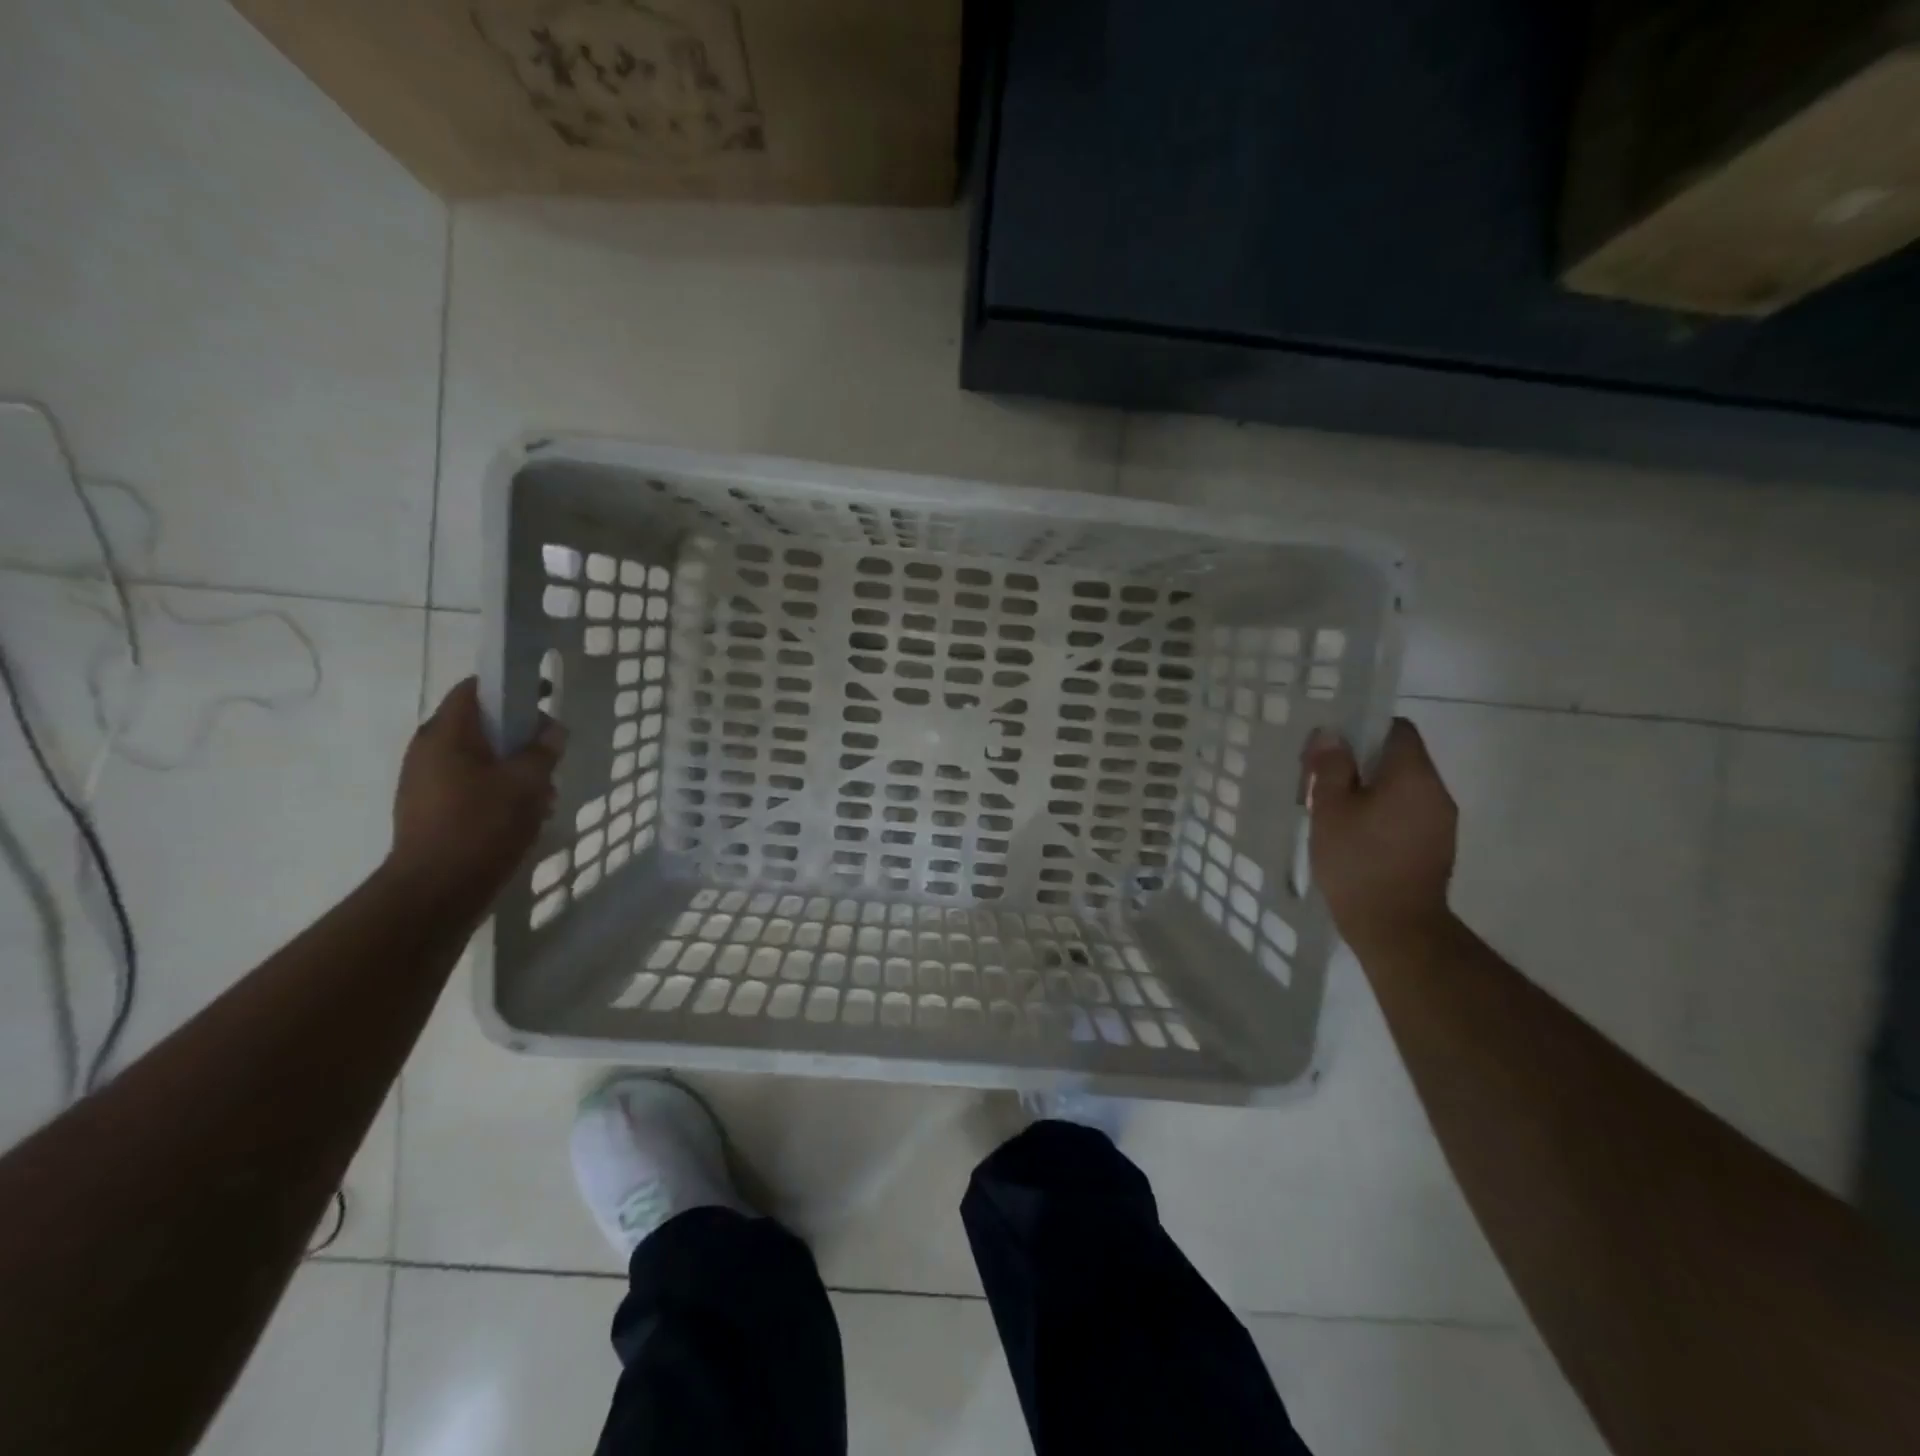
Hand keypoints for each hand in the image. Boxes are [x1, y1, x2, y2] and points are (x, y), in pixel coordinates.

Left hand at [389, 678, 565, 902]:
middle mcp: (428, 751)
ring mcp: (425, 783)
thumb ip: (542, 751)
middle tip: (550, 755)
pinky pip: (470, 786)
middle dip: (519, 736)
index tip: (543, 697)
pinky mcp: (430, 811)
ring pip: (478, 759)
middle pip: (479, 725)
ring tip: (543, 793)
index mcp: (446, 734)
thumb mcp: (526, 783)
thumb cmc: (482, 826)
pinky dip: (498, 790)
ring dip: (513, 768)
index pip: (474, 689)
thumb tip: (552, 730)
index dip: (509, 686)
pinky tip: (523, 816)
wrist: (436, 892)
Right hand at [1301, 718, 1456, 949]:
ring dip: (1371, 790)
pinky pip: (1408, 813)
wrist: (1396, 928)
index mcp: (1413, 776)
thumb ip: (1332, 767)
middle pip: (1400, 758)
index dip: (1363, 729)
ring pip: (1403, 788)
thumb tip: (1332, 734)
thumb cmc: (1357, 862)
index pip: (1397, 729)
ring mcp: (1441, 822)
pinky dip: (1383, 813)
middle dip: (1361, 763)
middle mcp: (1436, 792)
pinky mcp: (1436, 848)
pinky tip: (1356, 836)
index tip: (1331, 749)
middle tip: (1322, 782)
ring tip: (1335, 812)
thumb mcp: (1330, 809)